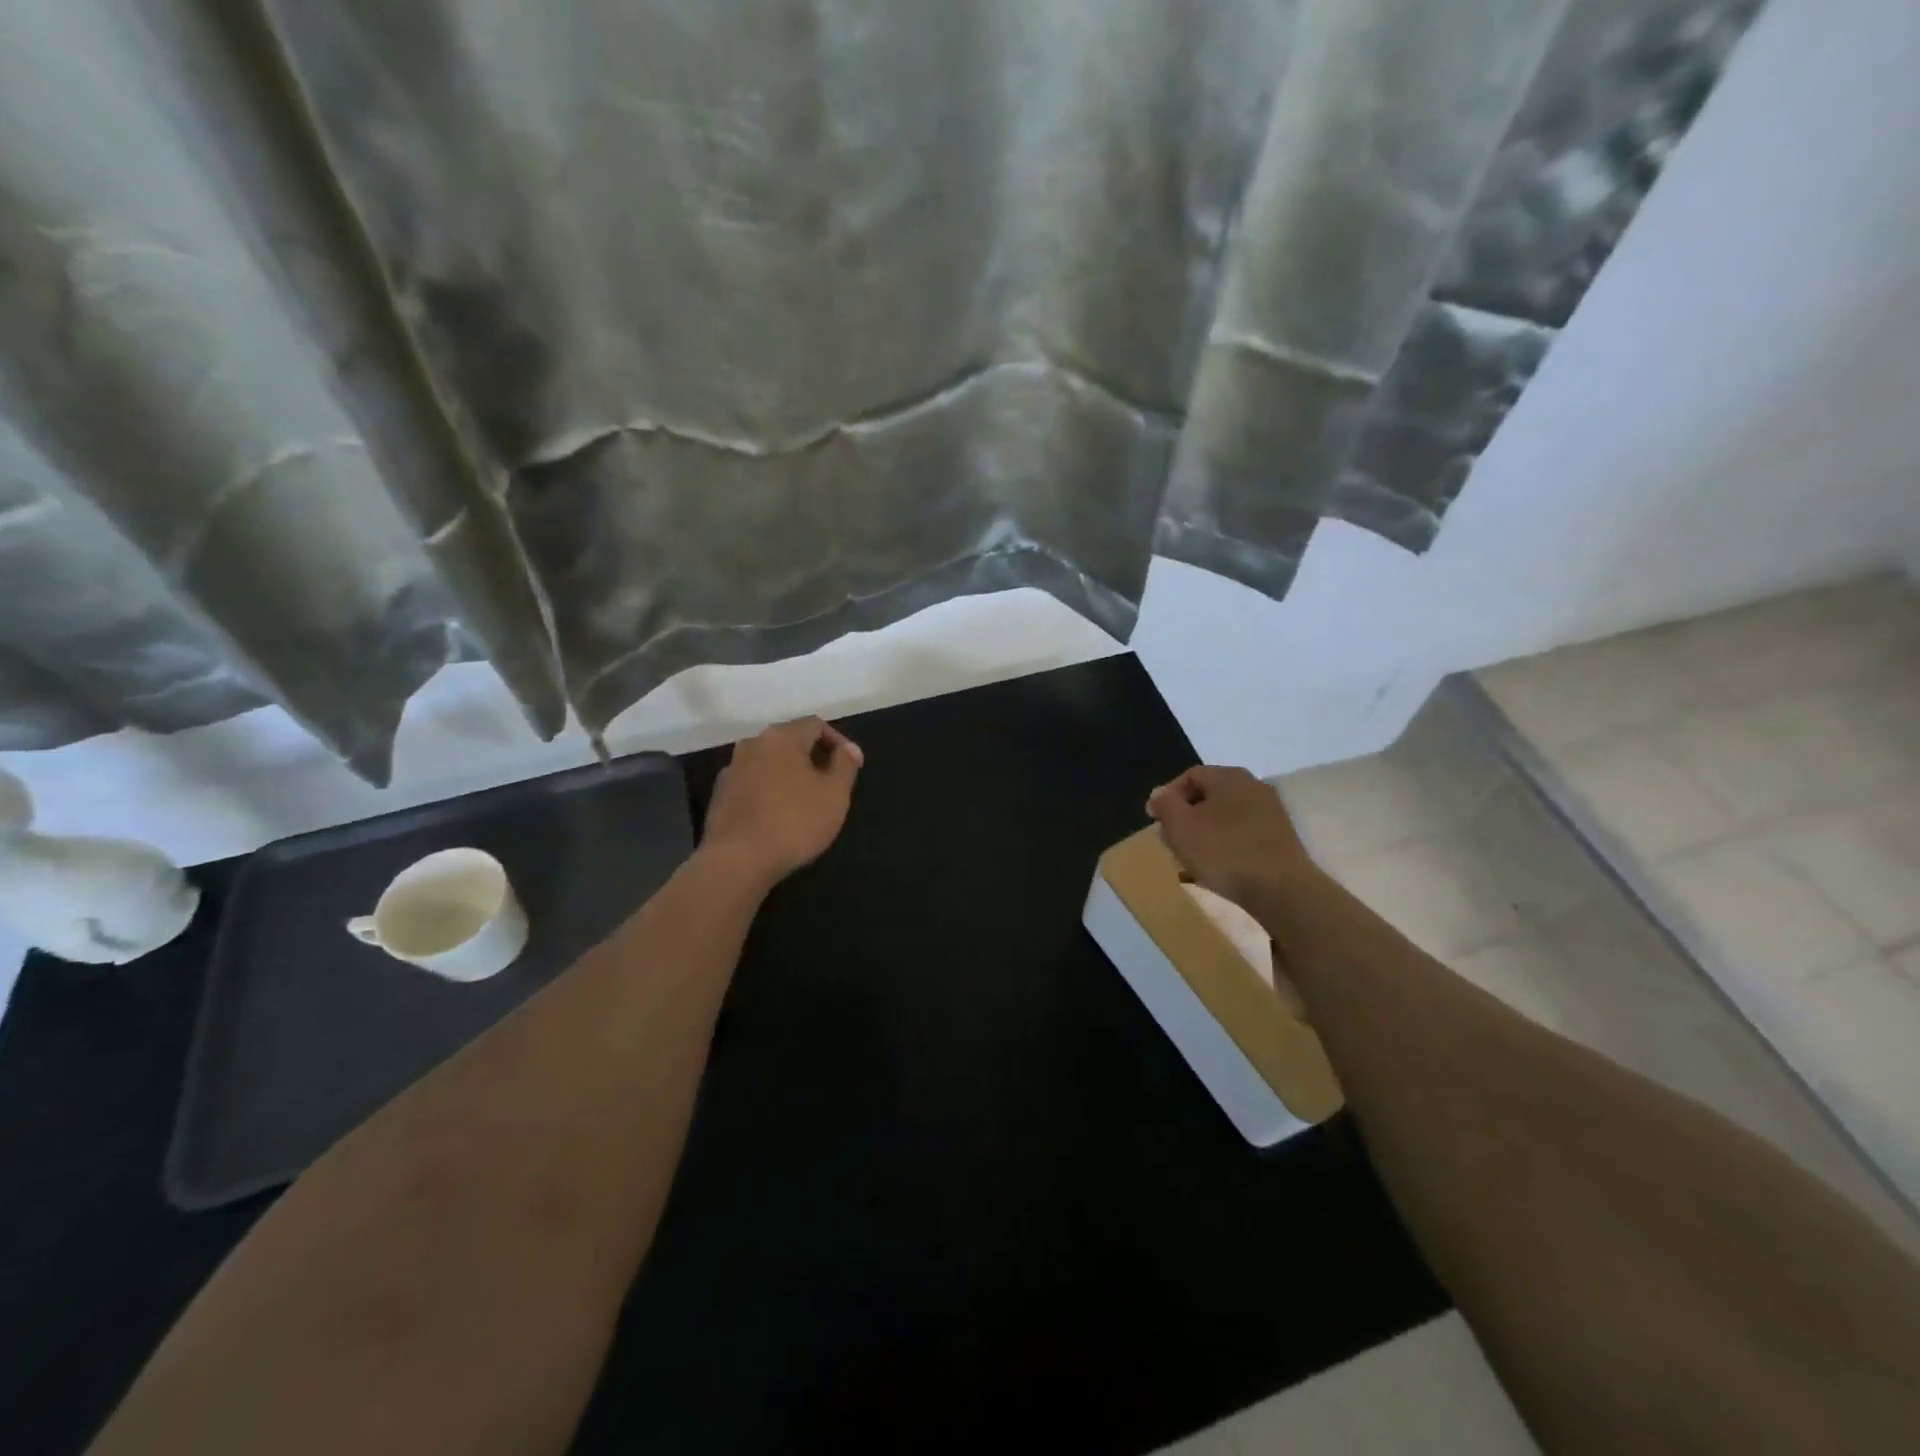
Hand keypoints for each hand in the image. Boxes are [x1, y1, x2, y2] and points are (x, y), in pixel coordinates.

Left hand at [700, 718, 863, 887]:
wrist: (738, 859)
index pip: (815, 724)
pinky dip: (768, 791)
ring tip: (804, 801)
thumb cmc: (795, 821)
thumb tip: (849, 748)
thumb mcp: (835, 794)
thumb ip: (845, 765)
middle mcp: (753, 744)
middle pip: (789, 741)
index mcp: (782, 737)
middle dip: (811, 757)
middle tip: (829, 783)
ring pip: (768, 763)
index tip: (849, 765)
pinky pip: (752, 783)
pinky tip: (777, 816)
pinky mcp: (719, 795)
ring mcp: (731, 769)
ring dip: (788, 775)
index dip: (837, 740)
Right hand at [1146, 765, 1316, 908]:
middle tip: (1171, 840)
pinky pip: (1243, 835)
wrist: (1282, 890)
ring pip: (1226, 818)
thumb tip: (1160, 794)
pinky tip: (1217, 869)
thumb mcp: (1180, 826)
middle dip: (1186, 817)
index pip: (1190, 776)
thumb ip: (1165, 804)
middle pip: (1209, 796)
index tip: (1155, 821)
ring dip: (1205, 834)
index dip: (1167, 796)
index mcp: (1229, 777)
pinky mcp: (1281, 839)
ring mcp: (1271, 814)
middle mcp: (1254, 787)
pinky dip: (1226, 847)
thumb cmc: (1224, 851)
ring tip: (1191, 859)